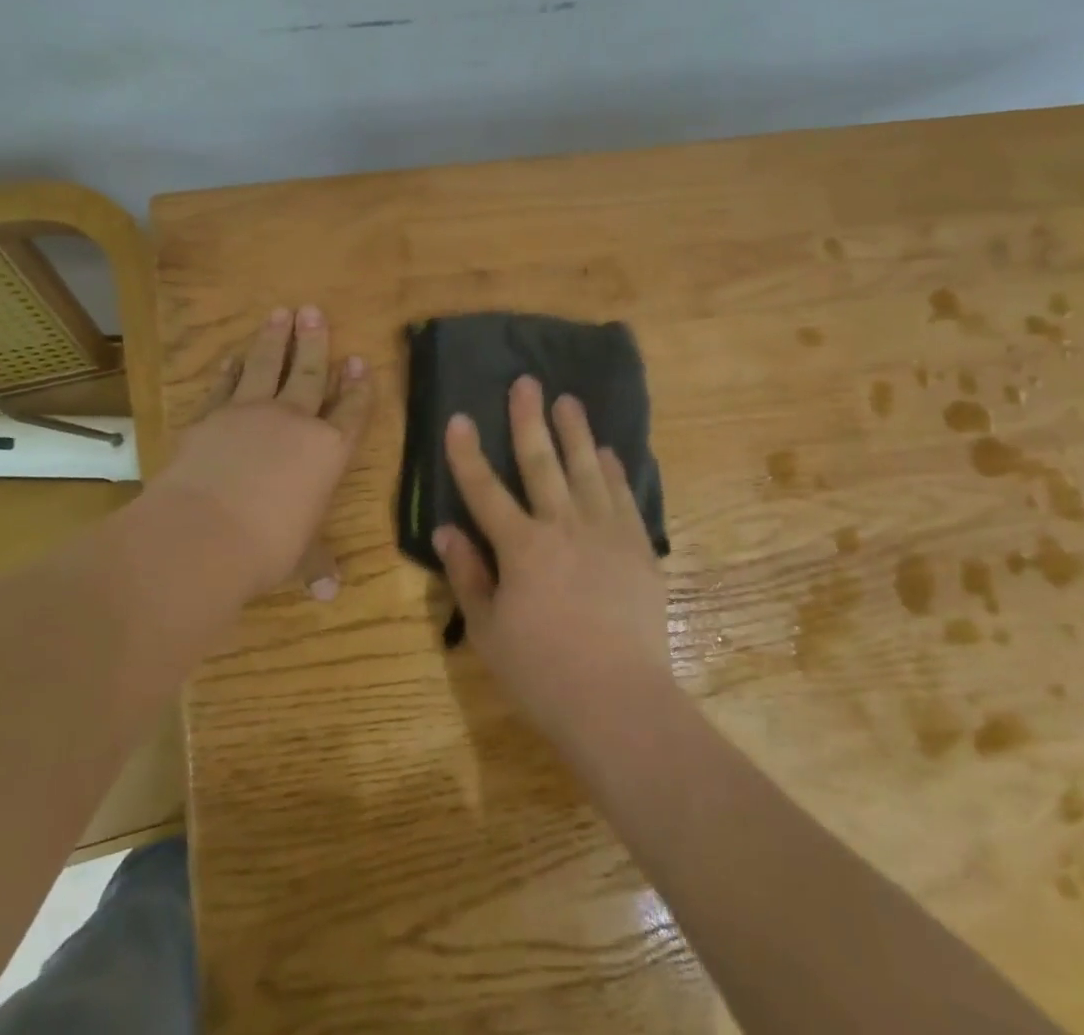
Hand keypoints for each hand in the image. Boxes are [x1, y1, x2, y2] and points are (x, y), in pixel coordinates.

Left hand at [155, 306, 371, 601]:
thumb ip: (315, 563)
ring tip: (281, 313)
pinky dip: (230, 371)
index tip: (359, 361)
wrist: (203, 533)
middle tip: (315, 311)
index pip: (350, 412)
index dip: (356, 387)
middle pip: (309, 374)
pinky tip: (233, 357)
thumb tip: (329, 591)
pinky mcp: (209, 417)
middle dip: (315, 342)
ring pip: (267, 366)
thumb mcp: (298, 557)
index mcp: (327, 451)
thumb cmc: (267, 547)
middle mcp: (294, 422)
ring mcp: (249, 414)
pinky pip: (224, 386)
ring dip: (274, 339)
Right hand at [433, 376, 671, 749]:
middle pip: (541, 462)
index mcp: (521, 547)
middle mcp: (562, 526)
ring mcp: (605, 532)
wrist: (619, 701)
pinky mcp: (637, 547)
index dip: (467, 453)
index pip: (484, 489)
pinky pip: (622, 497)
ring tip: (569, 401)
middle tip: (526, 382)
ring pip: (586, 469)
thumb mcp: (488, 631)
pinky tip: (607, 453)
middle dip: (529, 419)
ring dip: (575, 432)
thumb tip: (446, 532)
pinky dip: (613, 471)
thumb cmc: (542, 672)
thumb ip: (468, 576)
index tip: (460, 418)